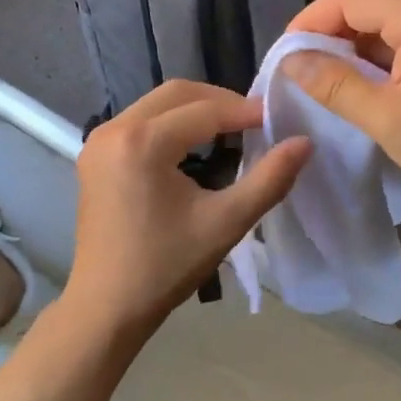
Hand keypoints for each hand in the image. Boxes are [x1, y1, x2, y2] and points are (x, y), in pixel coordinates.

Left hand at [68, 81, 310, 337]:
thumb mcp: (226, 222)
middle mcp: (115, 129)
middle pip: (178, 93)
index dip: (246, 111)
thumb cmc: (166, 267)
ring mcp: (99, 140)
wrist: (106, 307)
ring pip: (158, 103)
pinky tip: (196, 143)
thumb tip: (304, 142)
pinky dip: (173, 122)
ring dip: (197, 108)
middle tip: (257, 121)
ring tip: (233, 129)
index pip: (205, 110)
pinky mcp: (95, 154)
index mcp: (142, 142)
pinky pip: (141, 120)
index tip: (280, 118)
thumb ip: (269, 179)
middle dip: (221, 101)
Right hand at [283, 0, 400, 220]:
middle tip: (296, 69)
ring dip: (348, 50)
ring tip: (317, 82)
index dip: (310, 21)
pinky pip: (400, 47)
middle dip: (326, 33)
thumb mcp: (387, 118)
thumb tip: (290, 60)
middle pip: (365, 7)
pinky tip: (354, 90)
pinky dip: (372, 64)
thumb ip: (335, 85)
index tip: (283, 56)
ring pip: (382, 29)